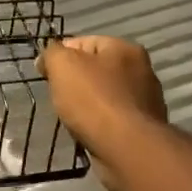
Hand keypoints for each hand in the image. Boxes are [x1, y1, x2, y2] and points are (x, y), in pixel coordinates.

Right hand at [40, 36, 166, 190]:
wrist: (126, 148)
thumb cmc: (93, 100)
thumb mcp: (62, 65)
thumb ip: (52, 53)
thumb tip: (47, 58)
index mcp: (124, 48)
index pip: (83, 42)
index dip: (60, 56)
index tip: (45, 74)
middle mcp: (141, 70)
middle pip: (95, 70)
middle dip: (75, 83)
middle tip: (59, 98)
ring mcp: (146, 100)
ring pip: (104, 96)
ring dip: (87, 105)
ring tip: (73, 119)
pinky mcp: (144, 128)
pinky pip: (113, 119)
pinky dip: (100, 124)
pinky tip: (90, 133)